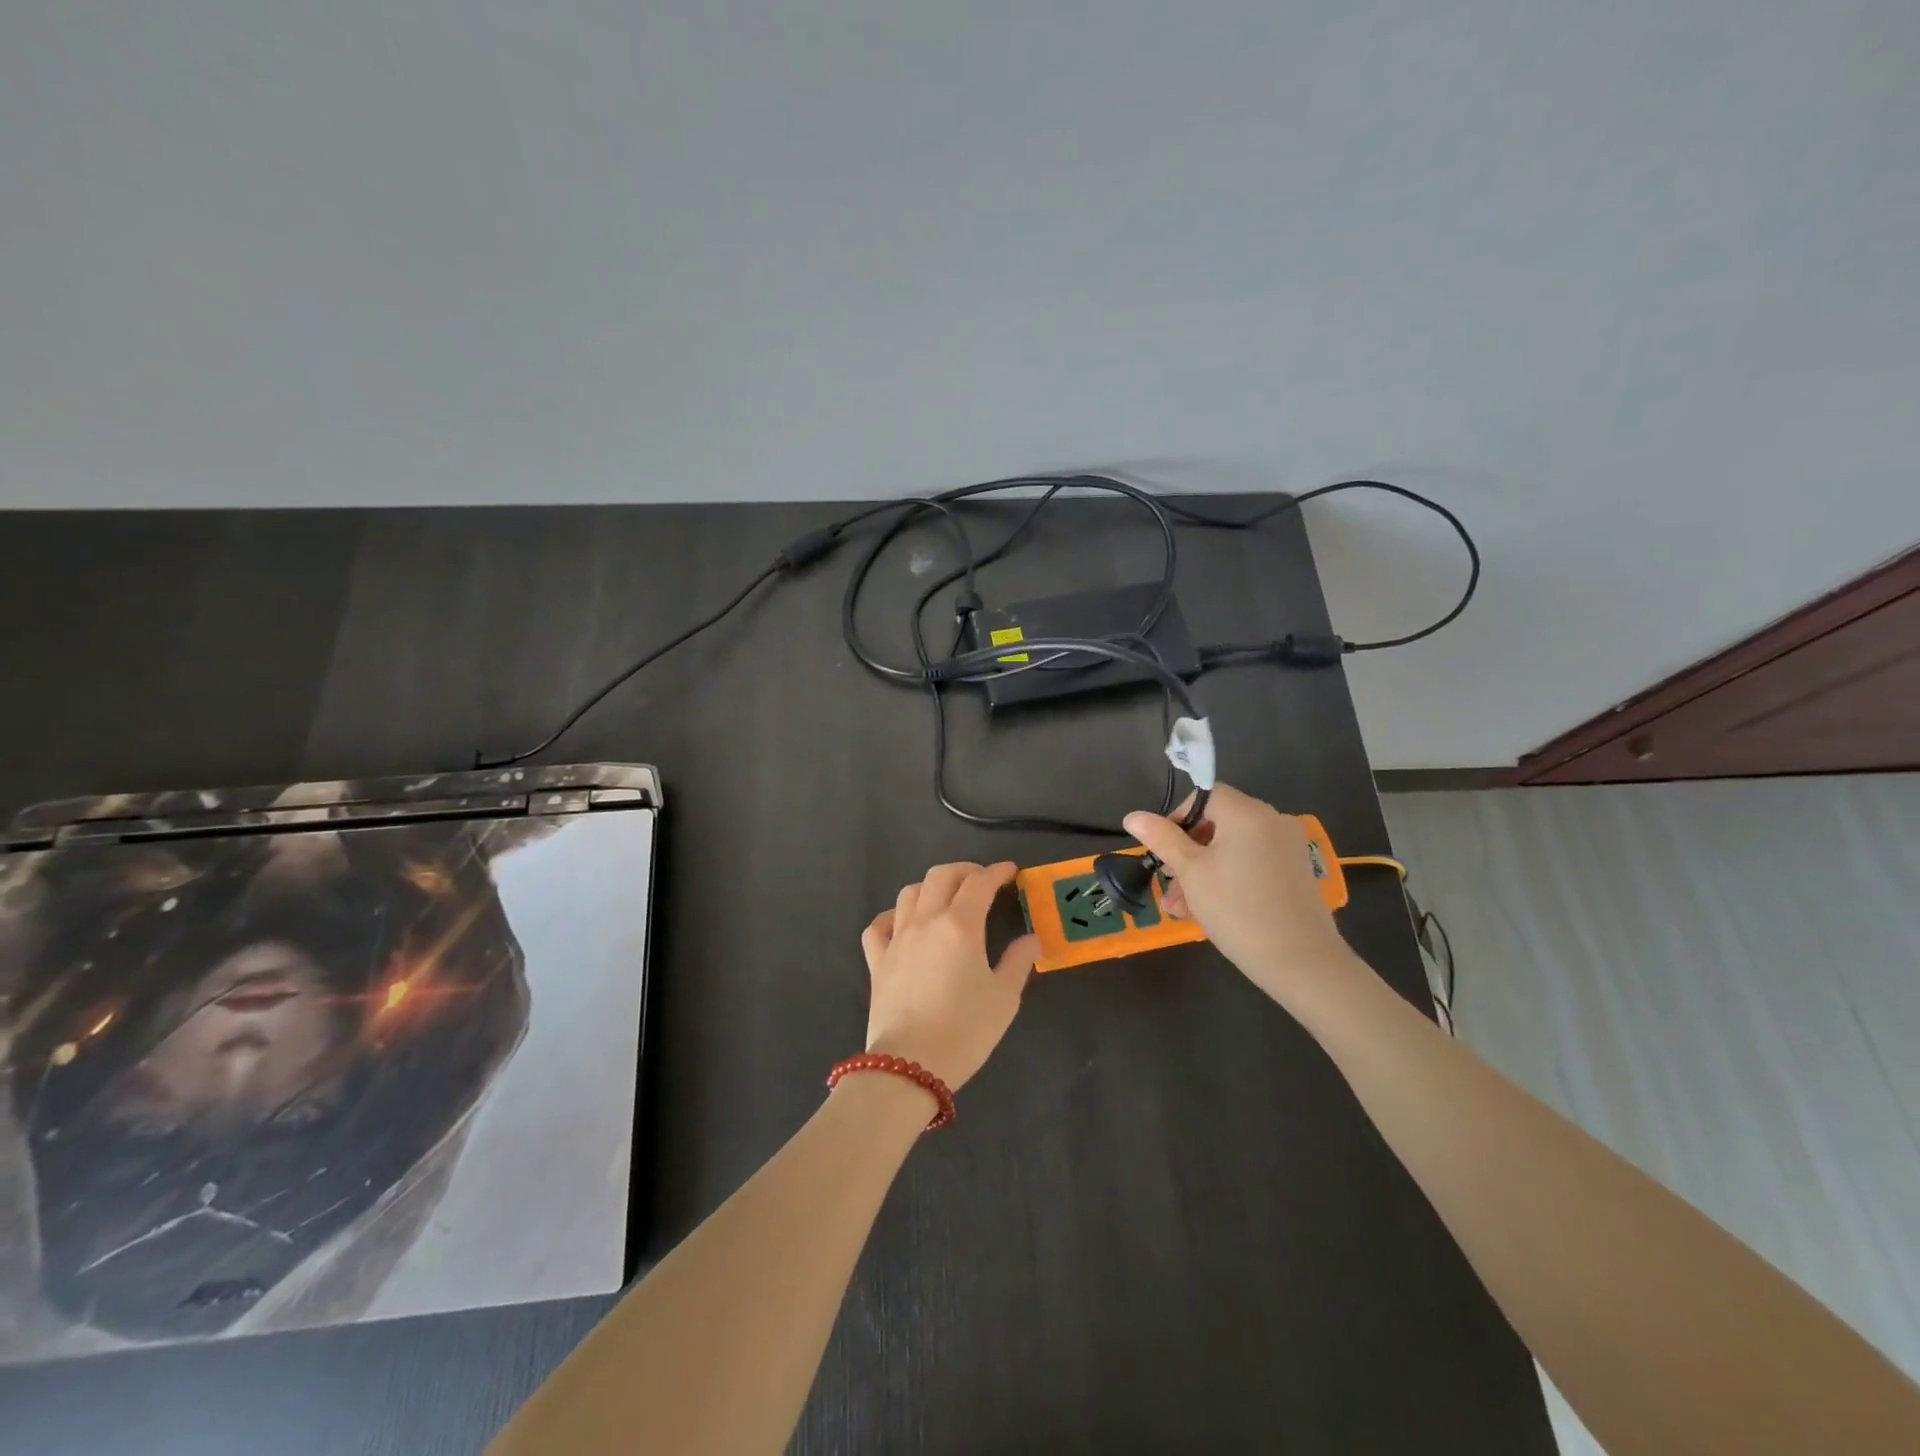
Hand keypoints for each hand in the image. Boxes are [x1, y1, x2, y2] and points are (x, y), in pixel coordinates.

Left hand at [860, 861, 1040, 1090]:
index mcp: (960, 925)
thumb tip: (1032, 939)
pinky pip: (879, 925)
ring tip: (946, 899)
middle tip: (982, 881)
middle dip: (964, 871)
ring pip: (909, 892)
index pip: (980, 883)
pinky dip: (894, 916)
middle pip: (941, 876)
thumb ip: (1019, 961)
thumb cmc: (965, 1030)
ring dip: (931, 887)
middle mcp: (926, 921)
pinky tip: (904, 925)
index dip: (997, 872)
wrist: (910, 1065)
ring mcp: (897, 938)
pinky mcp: (877, 960)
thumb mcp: (1004, 998)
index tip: (1011, 872)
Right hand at [1124, 784, 1361, 1006]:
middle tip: (1168, 882)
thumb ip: (1162, 839)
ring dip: (1203, 871)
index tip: (1161, 849)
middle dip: (1187, 851)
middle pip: (1219, 824)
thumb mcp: (1191, 872)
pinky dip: (1229, 878)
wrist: (1301, 961)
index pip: (1205, 796)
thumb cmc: (1237, 909)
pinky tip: (1209, 909)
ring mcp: (1288, 848)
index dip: (1178, 817)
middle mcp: (1272, 821)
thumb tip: (1133, 816)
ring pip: (1233, 849)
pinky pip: (1252, 864)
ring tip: (1181, 907)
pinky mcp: (1296, 873)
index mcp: (1247, 813)